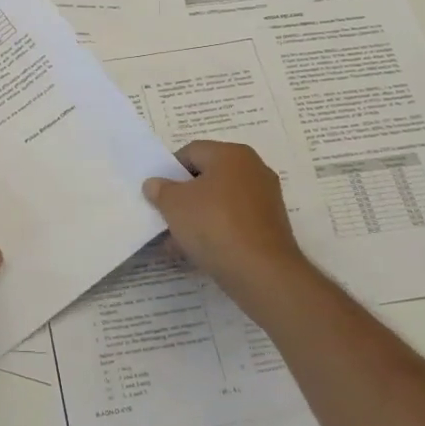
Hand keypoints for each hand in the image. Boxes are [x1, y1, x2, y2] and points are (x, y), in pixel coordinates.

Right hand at [143, 140, 317, 322]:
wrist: (262, 272)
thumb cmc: (214, 225)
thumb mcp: (174, 204)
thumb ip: (160, 190)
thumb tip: (155, 184)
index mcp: (232, 154)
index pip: (191, 152)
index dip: (169, 171)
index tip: (157, 195)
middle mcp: (253, 170)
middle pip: (207, 178)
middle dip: (182, 198)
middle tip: (164, 217)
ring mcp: (265, 200)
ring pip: (219, 203)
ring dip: (196, 219)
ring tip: (175, 243)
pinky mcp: (269, 228)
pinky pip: (233, 222)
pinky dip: (215, 232)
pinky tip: (196, 253)